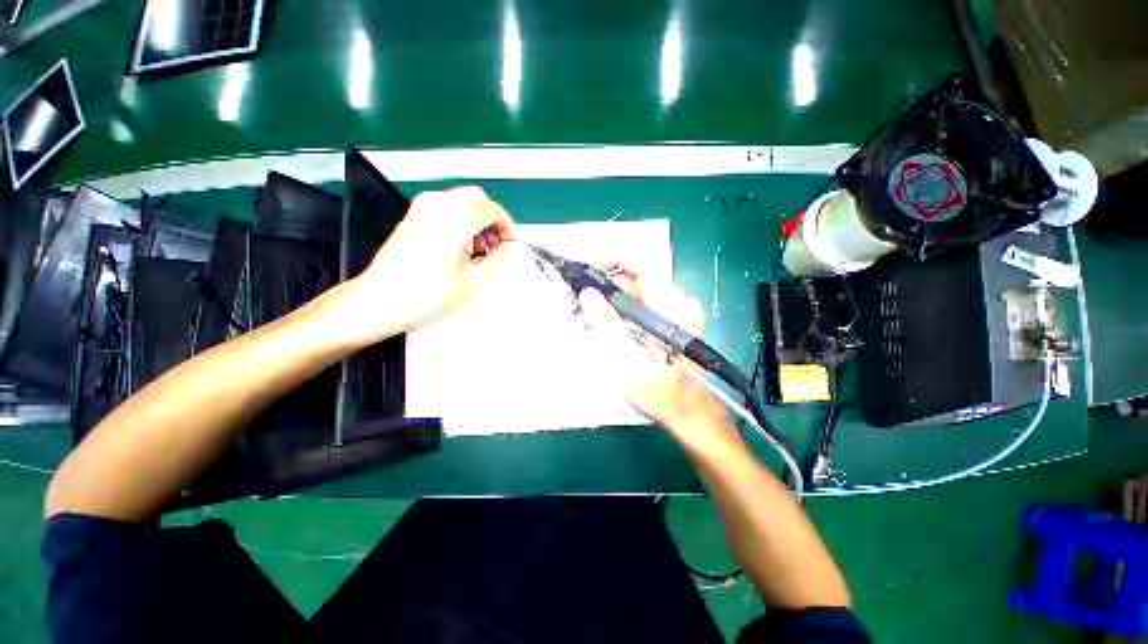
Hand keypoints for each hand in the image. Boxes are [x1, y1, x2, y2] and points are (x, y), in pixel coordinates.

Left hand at [337, 186, 515, 342]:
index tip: (510, 245)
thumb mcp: (475, 280)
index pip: (493, 210)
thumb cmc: (428, 293)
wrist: (381, 300)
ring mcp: (422, 207)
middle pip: (478, 199)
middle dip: (492, 221)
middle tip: (495, 247)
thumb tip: (507, 248)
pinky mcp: (413, 216)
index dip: (507, 227)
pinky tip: (458, 248)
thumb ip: (499, 259)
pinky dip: (460, 221)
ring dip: (476, 221)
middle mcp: (438, 203)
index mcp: (456, 216)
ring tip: (476, 252)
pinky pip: (446, 208)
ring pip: (462, 202)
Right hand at [578, 265, 726, 430]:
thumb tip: (588, 293)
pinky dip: (617, 313)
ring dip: (607, 302)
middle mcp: (675, 303)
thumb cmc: (660, 393)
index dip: (613, 259)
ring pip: (633, 294)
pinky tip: (602, 328)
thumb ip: (607, 326)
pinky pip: (637, 307)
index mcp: (671, 309)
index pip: (643, 266)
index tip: (587, 268)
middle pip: (634, 280)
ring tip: (586, 319)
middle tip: (579, 301)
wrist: (688, 413)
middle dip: (603, 286)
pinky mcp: (667, 322)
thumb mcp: (627, 362)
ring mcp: (673, 312)